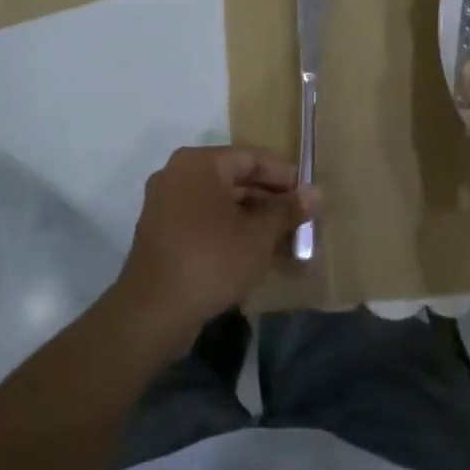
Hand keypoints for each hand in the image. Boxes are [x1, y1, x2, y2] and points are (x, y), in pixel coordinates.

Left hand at [115, 146, 312, 348]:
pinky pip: (204, 220)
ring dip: (252, 218)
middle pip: (234, 178)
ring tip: (284, 239)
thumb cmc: (211, 260)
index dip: (283, 174)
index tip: (308, 193)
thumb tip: (316, 193)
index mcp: (199, 163)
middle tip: (300, 218)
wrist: (153, 313)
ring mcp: (165, 203)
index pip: (251, 157)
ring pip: (220, 202)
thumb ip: (287, 210)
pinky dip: (230, 230)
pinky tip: (256, 252)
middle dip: (269, 199)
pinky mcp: (162, 232)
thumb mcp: (258, 235)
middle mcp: (178, 174)